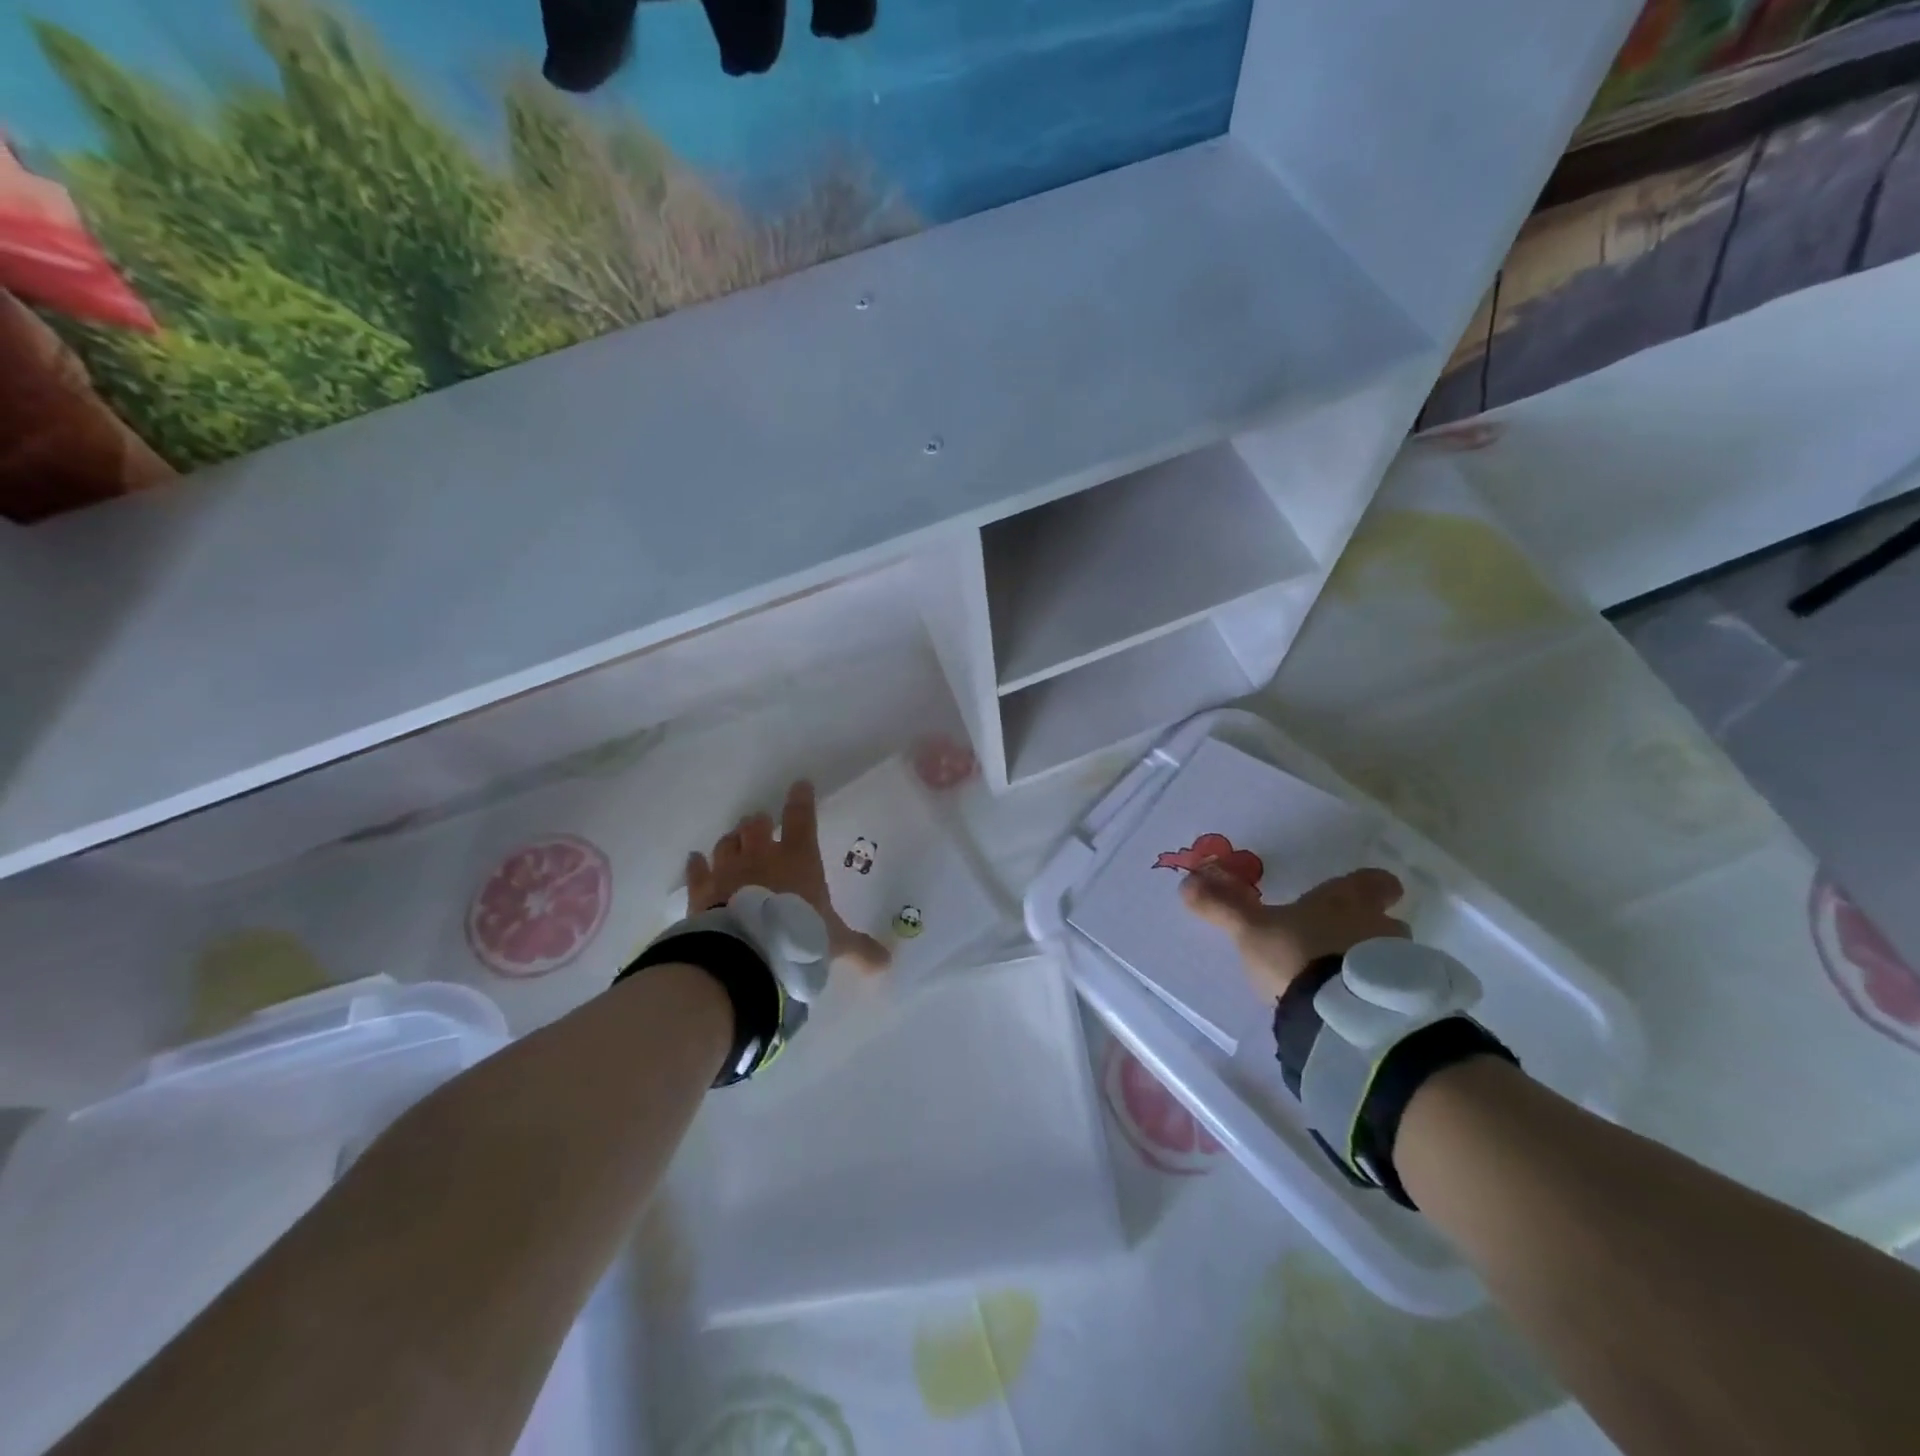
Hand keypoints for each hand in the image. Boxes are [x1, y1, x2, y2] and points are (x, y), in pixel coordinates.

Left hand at [686, 781, 891, 972]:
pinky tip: (695, 860)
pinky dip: (697, 865)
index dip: (802, 800)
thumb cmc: (798, 936)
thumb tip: (887, 963)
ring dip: (732, 841)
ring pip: (727, 842)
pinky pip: (697, 870)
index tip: (800, 786)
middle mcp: (762, 856)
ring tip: (735, 842)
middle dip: (760, 823)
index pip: (801, 818)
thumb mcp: (835, 943)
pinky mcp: (702, 890)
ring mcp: (729, 870)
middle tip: (762, 826)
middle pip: (756, 825)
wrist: (746, 954)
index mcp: (798, 858)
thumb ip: (860, 948)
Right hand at [1181, 867, 1408, 1002]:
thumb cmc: (1297, 955)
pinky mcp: (1406, 1004)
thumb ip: (1223, 906)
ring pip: (1393, 958)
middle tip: (1337, 946)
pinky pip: (1396, 993)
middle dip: (1366, 931)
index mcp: (1346, 900)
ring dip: (1374, 966)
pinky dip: (1380, 997)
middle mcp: (1381, 925)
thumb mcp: (1251, 930)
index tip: (1356, 895)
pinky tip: (1357, 1012)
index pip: (1377, 881)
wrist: (1343, 1017)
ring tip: (1345, 986)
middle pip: (1385, 921)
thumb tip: (1186, 881)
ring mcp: (1400, 965)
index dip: (1369, 887)